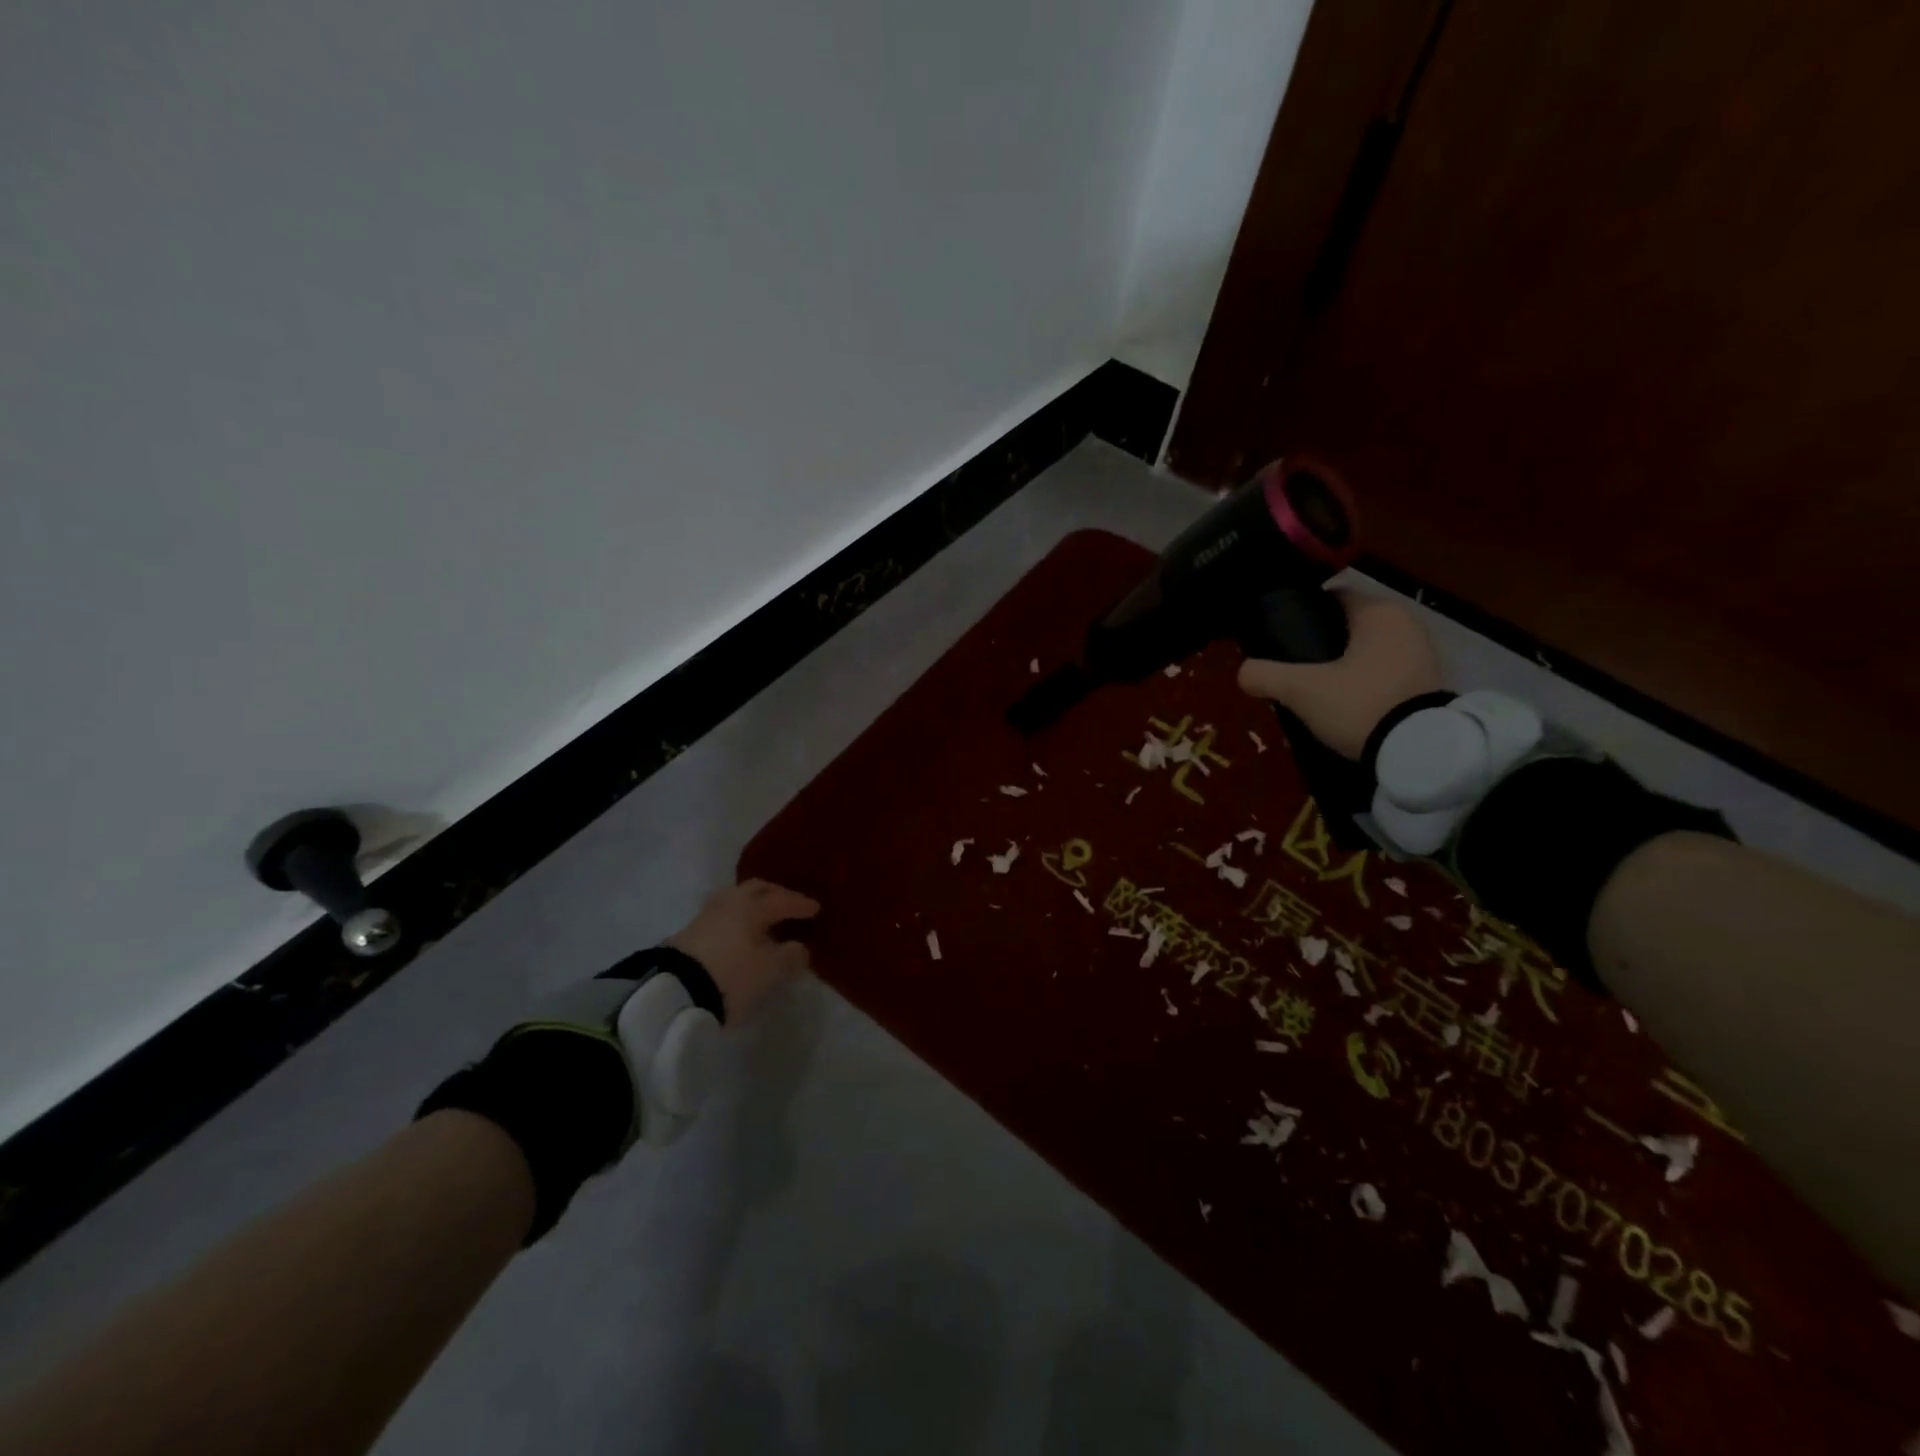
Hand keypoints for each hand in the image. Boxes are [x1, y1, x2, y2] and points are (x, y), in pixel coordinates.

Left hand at [668, 879, 819, 1022]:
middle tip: (789, 903)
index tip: (816, 909)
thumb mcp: (769, 970)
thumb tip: (800, 948)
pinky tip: (741, 932)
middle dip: (775, 894)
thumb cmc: (731, 975)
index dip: (800, 904)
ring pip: (736, 899)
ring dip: (754, 904)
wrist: (674, 993)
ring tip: (764, 917)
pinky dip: (738, 918)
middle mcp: (729, 902)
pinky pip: (723, 915)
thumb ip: (790, 956)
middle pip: (756, 889)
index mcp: (752, 906)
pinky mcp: (690, 932)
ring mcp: (706, 915)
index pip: (782, 900)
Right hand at [1237, 590, 1444, 758]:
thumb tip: (1242, 672)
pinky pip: (1385, 673)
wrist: (1420, 752)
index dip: (1303, 613)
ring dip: (1344, 665)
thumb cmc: (1360, 704)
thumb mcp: (1301, 690)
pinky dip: (1364, 683)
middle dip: (1322, 643)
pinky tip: (1344, 704)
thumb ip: (1265, 675)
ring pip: (1368, 651)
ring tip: (1314, 689)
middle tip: (1292, 667)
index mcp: (1378, 612)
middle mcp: (1406, 623)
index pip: (1333, 596)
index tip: (1280, 637)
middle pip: (1350, 625)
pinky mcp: (1429, 685)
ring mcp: (1423, 654)